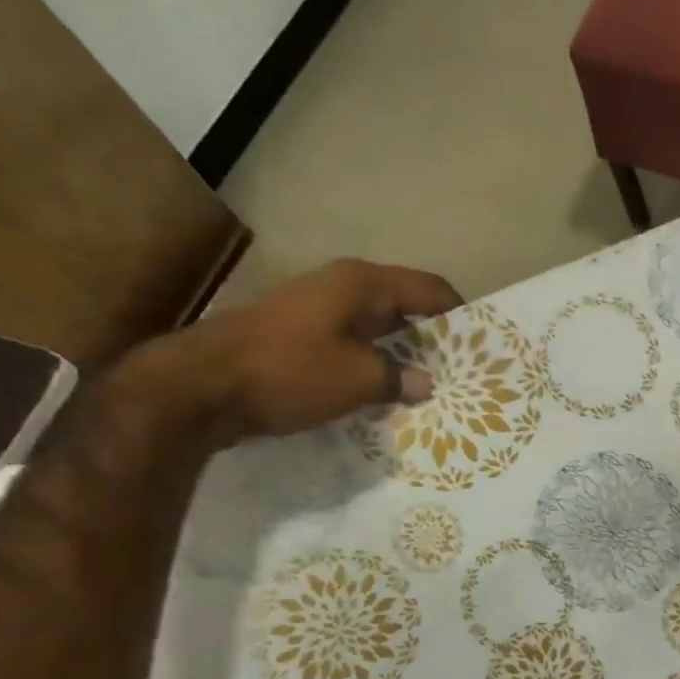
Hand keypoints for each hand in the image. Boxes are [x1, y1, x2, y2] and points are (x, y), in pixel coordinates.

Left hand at [141, 259, 461, 441]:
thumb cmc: (288, 371)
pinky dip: (371, 366)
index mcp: (362, 283)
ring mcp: (315, 312)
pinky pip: (350, 347)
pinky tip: (384, 395)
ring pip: (376, 331)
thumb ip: (399, 377)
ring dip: (401, 357)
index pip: (429, 289)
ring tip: (429, 388)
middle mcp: (340, 288)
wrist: (198, 387)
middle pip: (403, 308)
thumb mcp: (357, 378)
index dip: (459, 314)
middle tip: (460, 372)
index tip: (482, 345)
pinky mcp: (296, 339)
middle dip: (432, 339)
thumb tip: (425, 382)